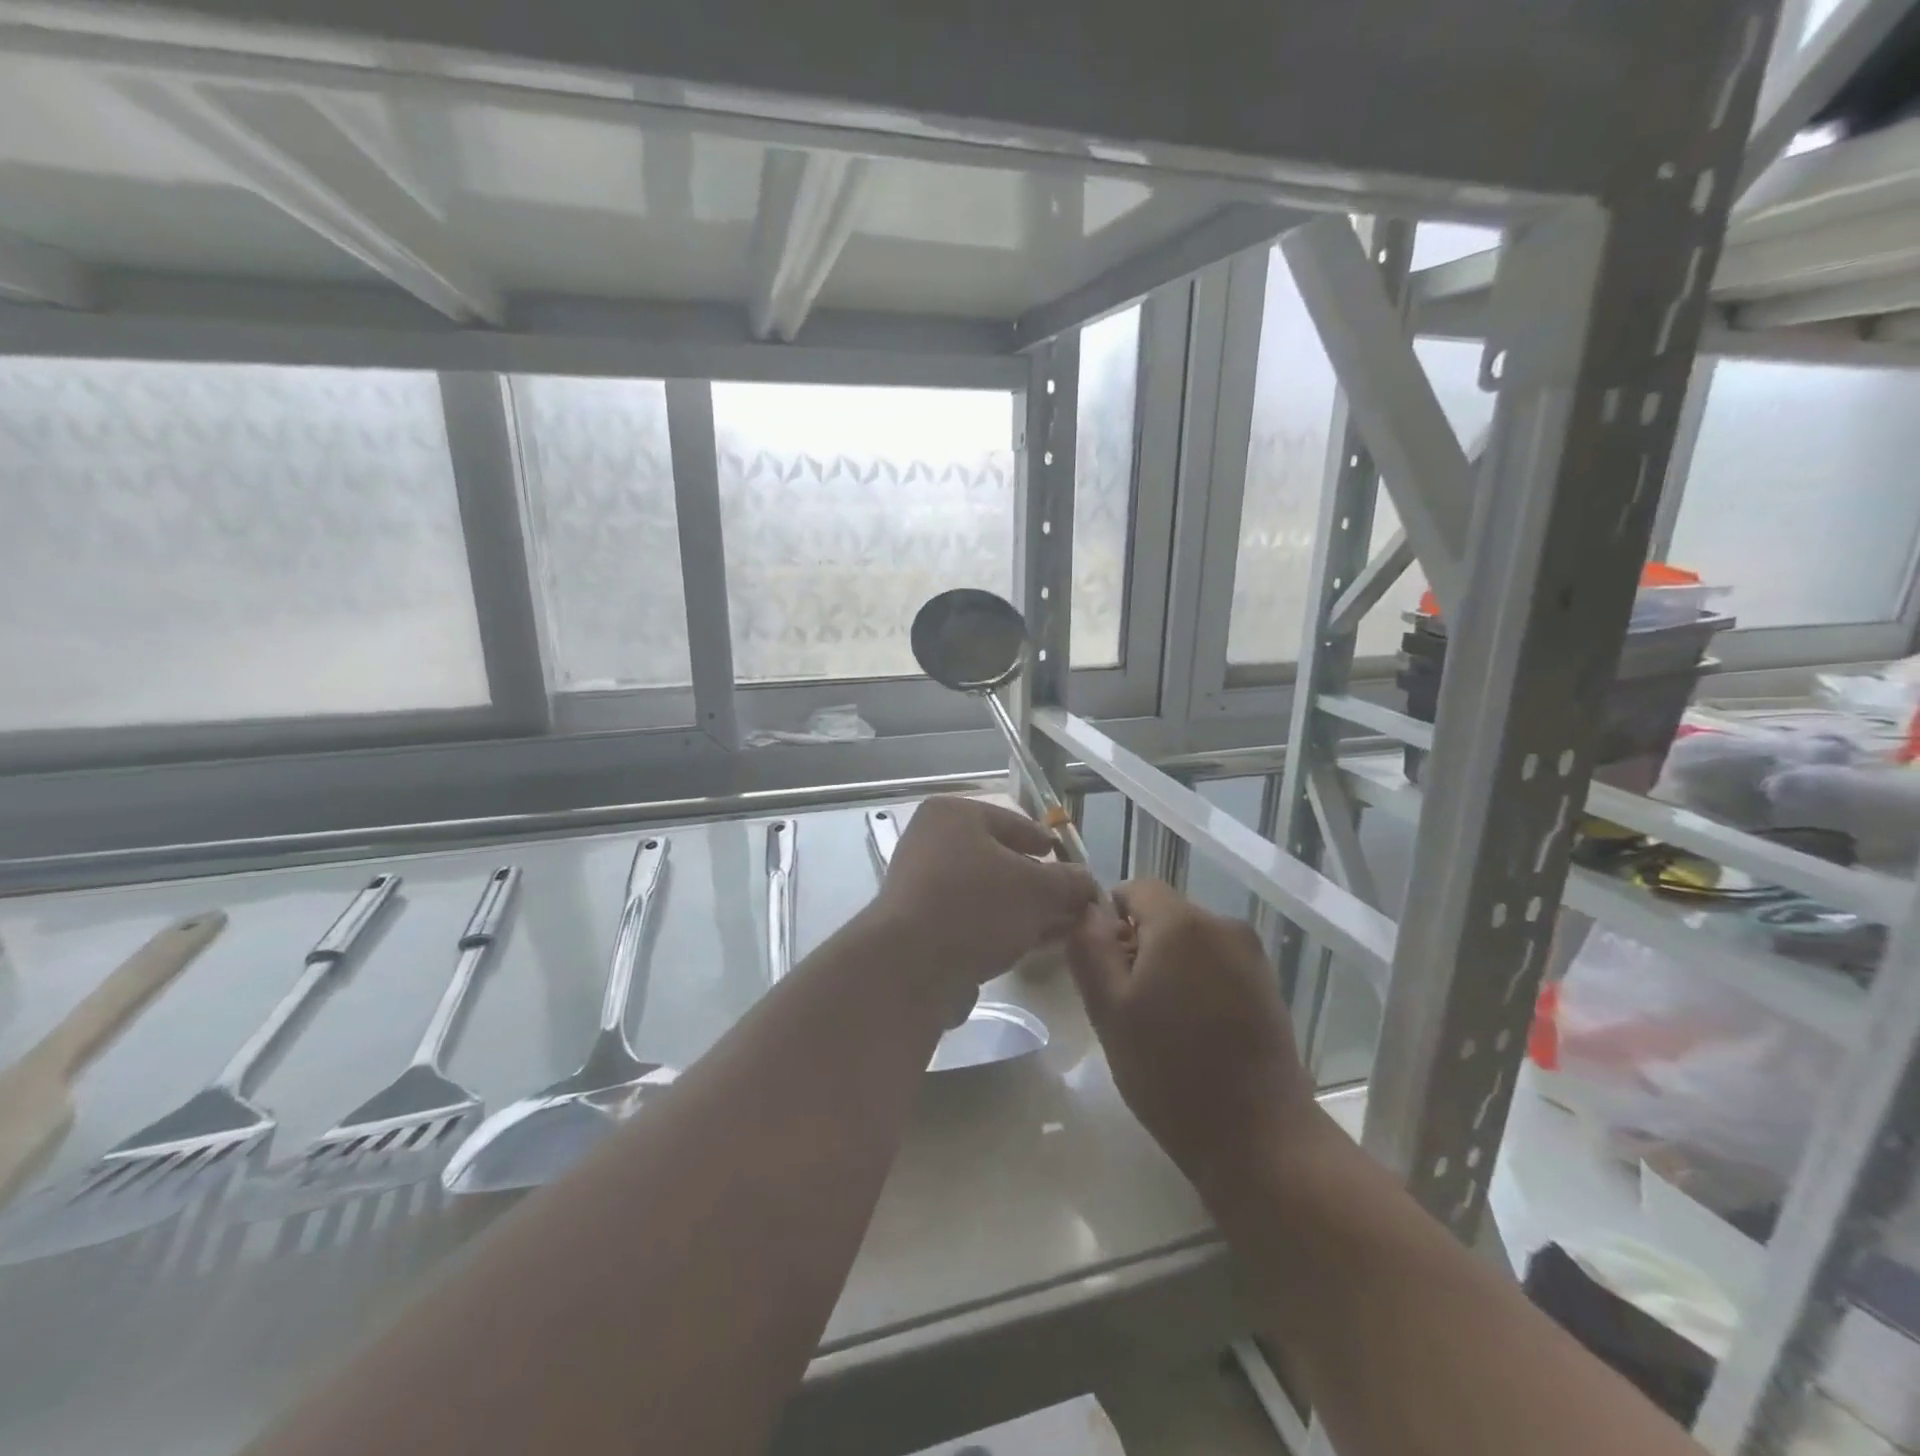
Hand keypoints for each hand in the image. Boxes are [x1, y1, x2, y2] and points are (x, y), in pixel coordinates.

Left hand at [869, 796, 1098, 1017]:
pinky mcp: (918, 926)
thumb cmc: (977, 905)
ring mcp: (920, 886)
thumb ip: (1069, 882)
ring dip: (1023, 910)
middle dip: (1038, 884)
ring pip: (986, 893)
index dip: (1045, 842)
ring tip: (1061, 928)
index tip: (1068, 860)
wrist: (910, 966)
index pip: (1012, 822)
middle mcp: (930, 842)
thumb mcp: (1038, 889)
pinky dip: (1000, 928)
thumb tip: (1087, 882)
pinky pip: (970, 919)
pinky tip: (1030, 946)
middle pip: (998, 860)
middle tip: (1070, 902)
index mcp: (952, 815)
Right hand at [1067, 880, 1318, 1189]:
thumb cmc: (1170, 1071)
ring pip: (1192, 943)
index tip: (1102, 963)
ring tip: (1158, 1022)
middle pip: (1166, 915)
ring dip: (1169, 966)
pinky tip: (1193, 1033)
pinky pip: (1219, 966)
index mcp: (1183, 924)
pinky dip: (1198, 983)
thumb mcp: (1109, 1010)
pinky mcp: (1269, 988)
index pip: (1136, 888)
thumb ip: (1090, 949)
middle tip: (1124, 1002)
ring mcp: (1253, 958)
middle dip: (1139, 944)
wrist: (1260, 1139)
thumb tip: (1088, 913)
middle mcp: (1224, 926)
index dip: (1110, 916)